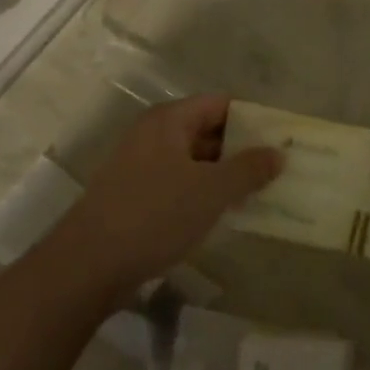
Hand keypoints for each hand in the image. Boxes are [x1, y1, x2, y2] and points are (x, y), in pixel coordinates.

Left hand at [49, 95, 280, 305]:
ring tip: (258, 193)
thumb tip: (278, 153)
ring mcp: (139, 164)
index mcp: (169, 120)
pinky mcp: (133, 194)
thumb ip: (248, 169)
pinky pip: (177, 182)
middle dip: (240, 149)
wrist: (88, 265)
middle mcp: (152, 134)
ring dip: (222, 174)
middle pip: (206, 130)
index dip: (252, 119)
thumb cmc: (154, 215)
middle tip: (276, 169)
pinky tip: (221, 213)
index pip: (220, 104)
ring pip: (192, 160)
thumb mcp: (211, 191)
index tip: (281, 139)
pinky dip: (201, 192)